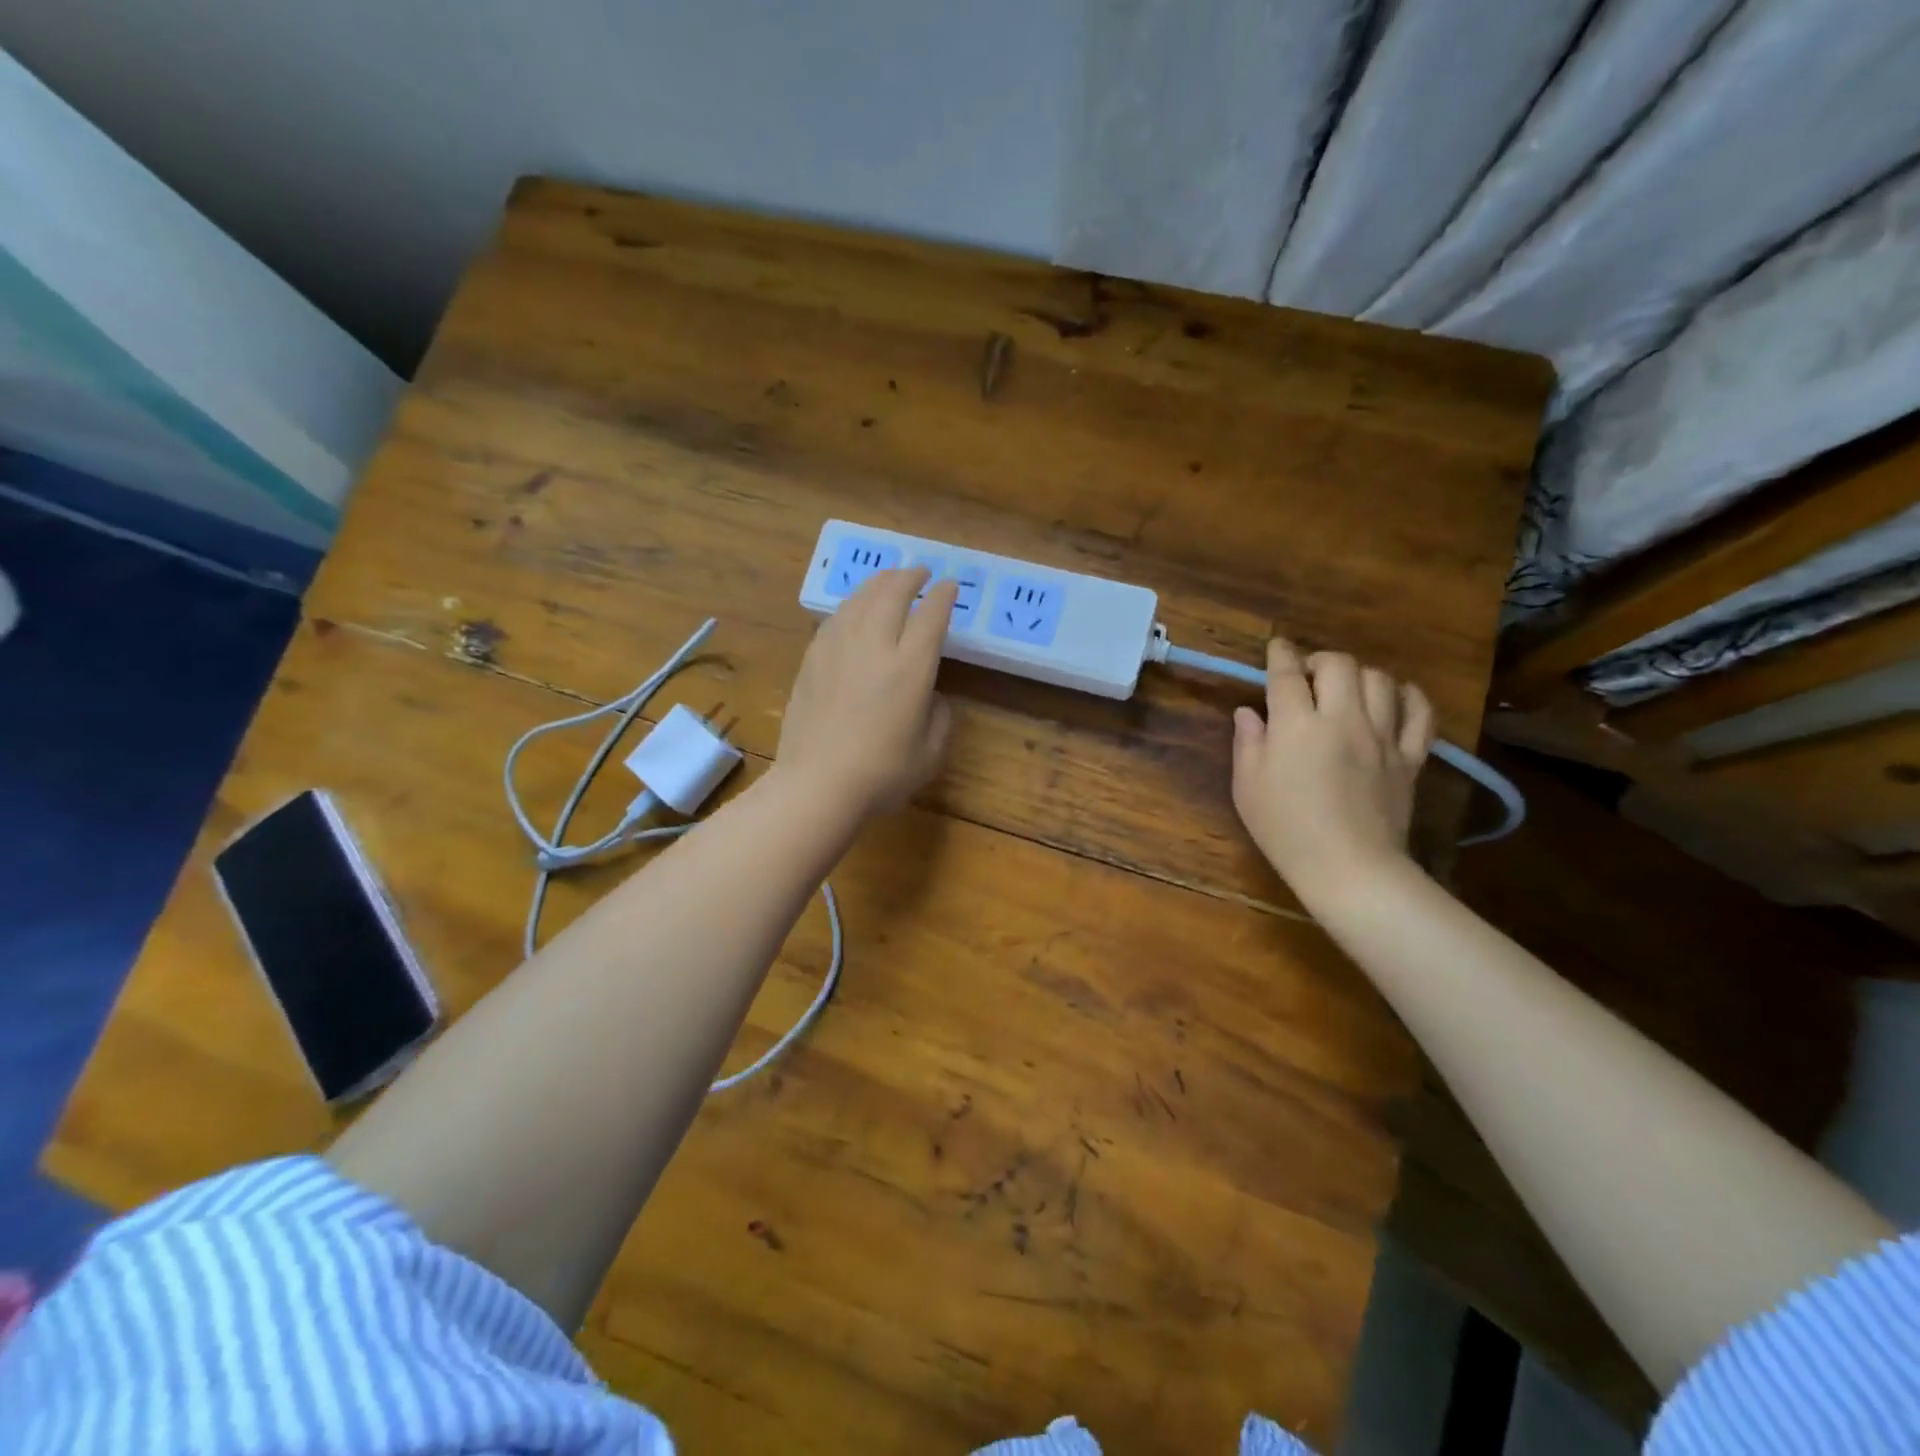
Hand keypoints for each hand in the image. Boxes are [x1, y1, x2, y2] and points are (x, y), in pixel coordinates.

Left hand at [777, 567, 957, 819]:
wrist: (817, 785)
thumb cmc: (882, 774)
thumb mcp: (930, 752)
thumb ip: (940, 716)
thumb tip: (932, 696)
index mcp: (910, 667)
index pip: (931, 615)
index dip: (943, 596)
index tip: (950, 586)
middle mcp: (875, 645)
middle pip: (892, 594)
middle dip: (910, 577)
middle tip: (920, 572)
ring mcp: (838, 648)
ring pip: (860, 599)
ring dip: (879, 583)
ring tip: (889, 580)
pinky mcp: (812, 659)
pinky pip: (835, 618)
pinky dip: (851, 605)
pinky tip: (854, 610)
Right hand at [1231, 639, 1433, 909]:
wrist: (1350, 867)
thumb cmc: (1286, 830)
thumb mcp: (1248, 788)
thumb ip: (1247, 743)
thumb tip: (1248, 712)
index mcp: (1296, 725)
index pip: (1287, 673)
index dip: (1280, 654)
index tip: (1276, 647)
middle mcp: (1342, 719)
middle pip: (1339, 665)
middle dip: (1320, 660)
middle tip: (1308, 677)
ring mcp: (1383, 736)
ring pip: (1380, 680)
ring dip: (1359, 676)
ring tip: (1347, 690)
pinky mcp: (1410, 756)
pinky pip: (1420, 712)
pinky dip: (1408, 697)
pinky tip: (1394, 701)